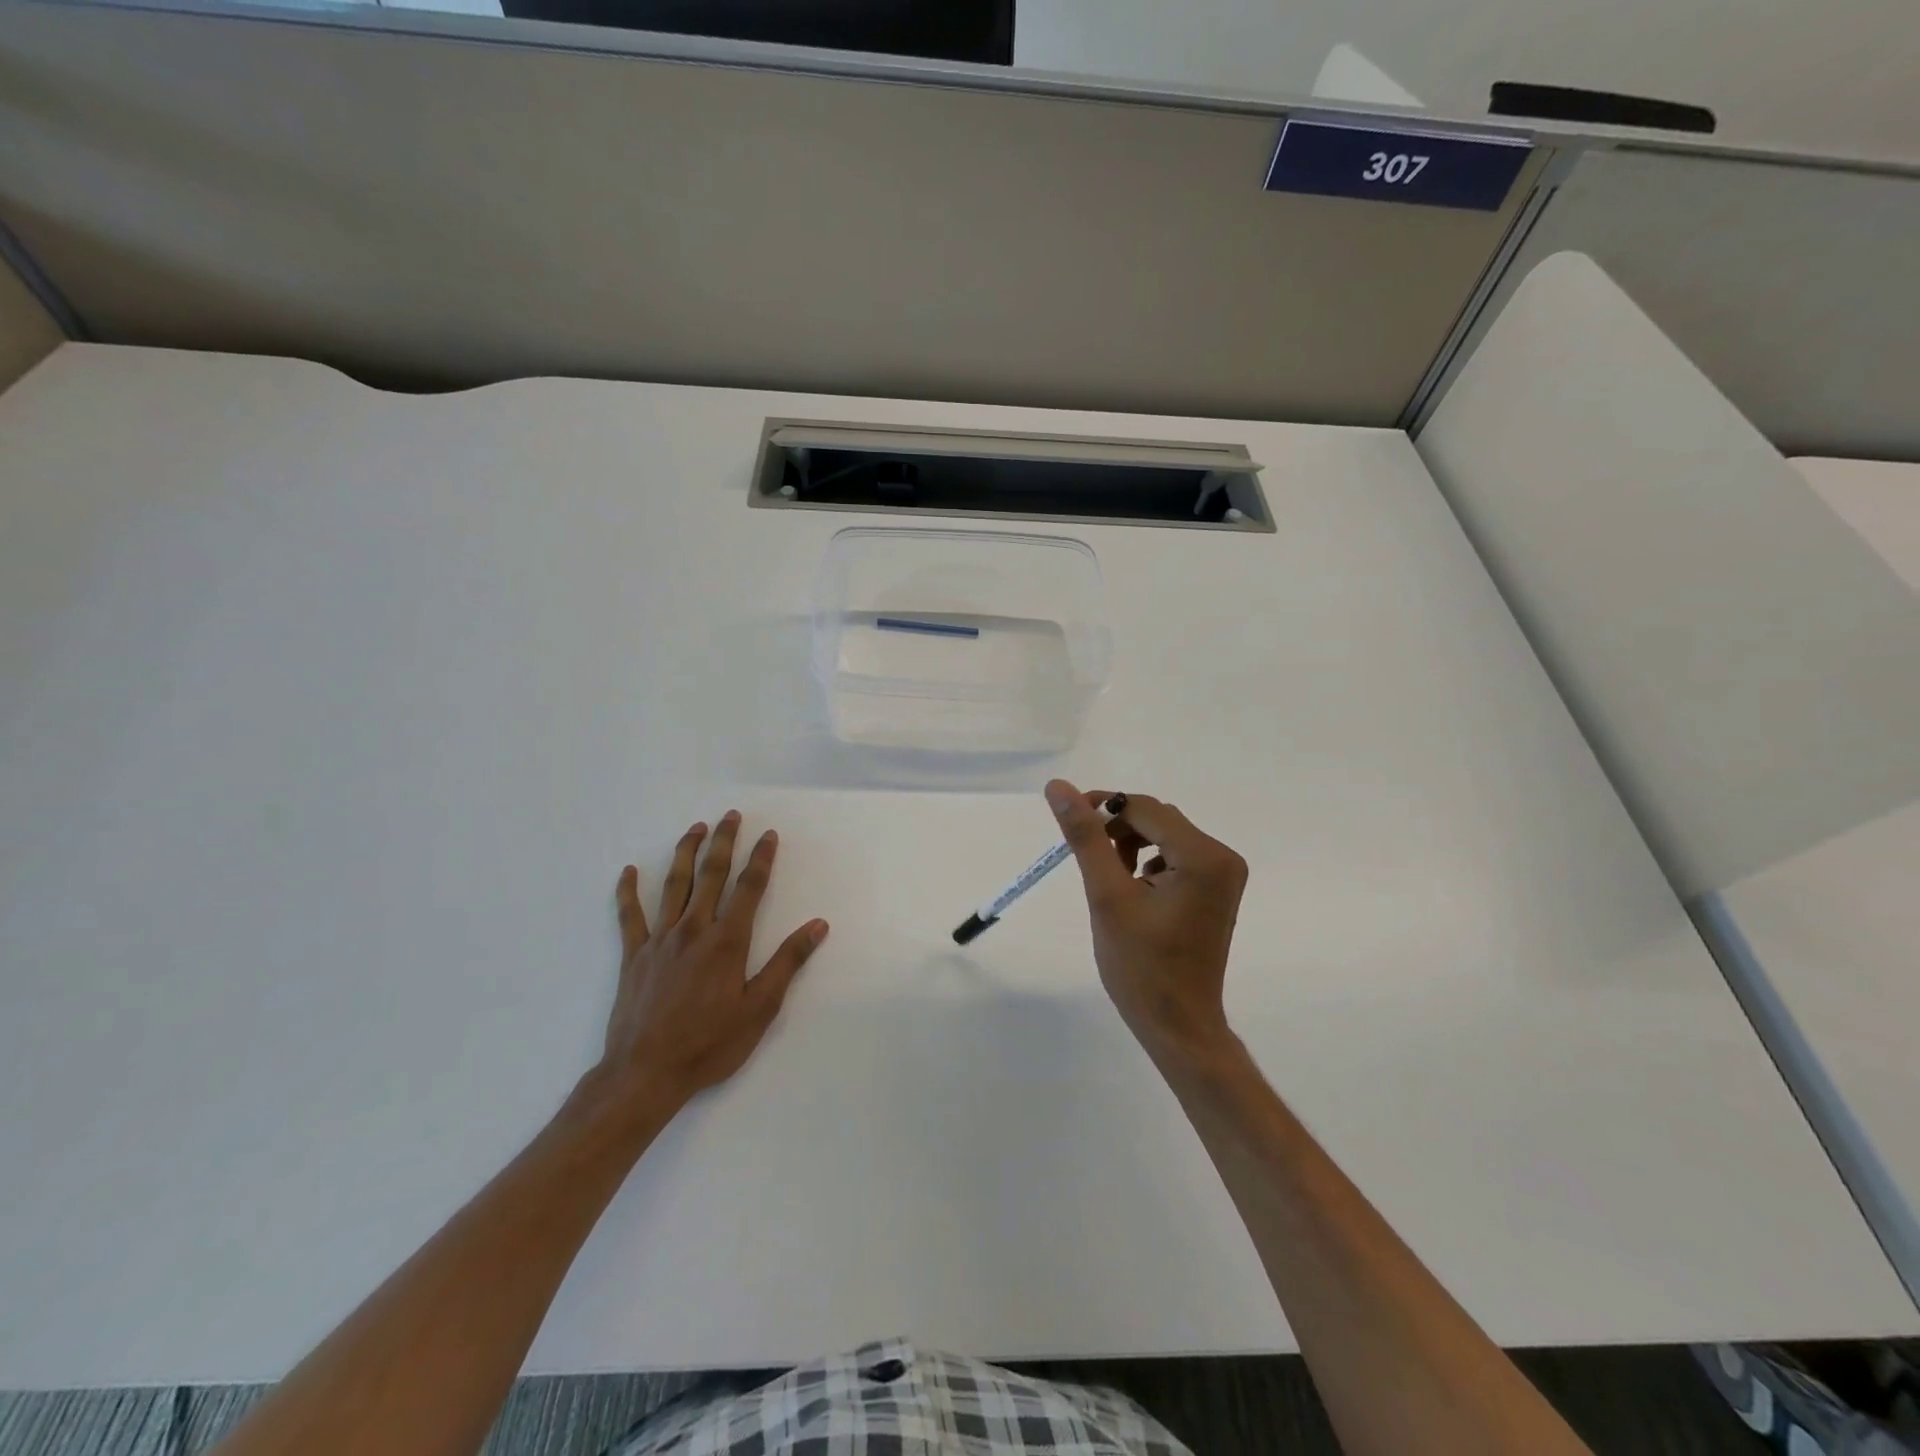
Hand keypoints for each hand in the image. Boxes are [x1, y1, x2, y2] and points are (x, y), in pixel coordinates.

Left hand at [595, 811, 828, 1114]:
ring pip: (674, 884)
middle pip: (711, 874)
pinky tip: (629, 871)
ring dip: (686, 852)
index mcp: (727, 941)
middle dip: (724, 842)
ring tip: (695, 828)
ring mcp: (660, 939)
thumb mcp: (760, 1009)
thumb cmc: (710, 1044)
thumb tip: (818, 925)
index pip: (749, 888)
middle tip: (730, 816)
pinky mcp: (633, 955)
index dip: (761, 858)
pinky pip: (629, 915)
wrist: (646, 1073)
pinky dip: (628, 891)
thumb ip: (788, 962)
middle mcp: (694, 929)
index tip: (768, 835)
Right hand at [1046, 779, 1247, 1071]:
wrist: (1178, 1025)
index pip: (1144, 808)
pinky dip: (1148, 863)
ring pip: (1165, 836)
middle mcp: (1222, 858)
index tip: (1068, 820)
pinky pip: (1176, 857)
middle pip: (1158, 819)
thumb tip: (1059, 787)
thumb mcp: (1106, 895)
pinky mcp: (1216, 890)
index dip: (1102, 808)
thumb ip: (1085, 837)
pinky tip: (1132, 892)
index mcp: (1203, 856)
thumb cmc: (1141, 966)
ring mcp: (1224, 875)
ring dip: (1131, 846)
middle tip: (1087, 857)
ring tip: (1110, 879)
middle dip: (1117, 830)